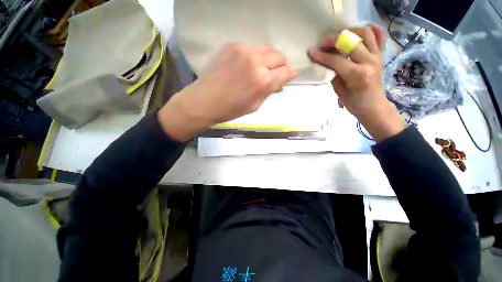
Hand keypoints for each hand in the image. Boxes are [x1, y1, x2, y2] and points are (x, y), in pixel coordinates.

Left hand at [158, 43, 297, 141]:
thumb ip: (269, 91)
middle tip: (274, 75)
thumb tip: (279, 84)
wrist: (204, 101)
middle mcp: (255, 61)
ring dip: (268, 60)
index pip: (286, 71)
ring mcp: (242, 50)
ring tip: (261, 70)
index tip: (288, 78)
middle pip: (278, 56)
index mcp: (262, 80)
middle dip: (280, 66)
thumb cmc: (231, 109)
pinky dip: (254, 57)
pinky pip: (251, 49)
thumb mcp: (255, 105)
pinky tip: (247, 66)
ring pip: (266, 49)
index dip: (290, 75)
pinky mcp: (231, 45)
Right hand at [309, 25, 405, 141]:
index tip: (311, 52)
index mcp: (357, 75)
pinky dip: (371, 29)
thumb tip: (323, 61)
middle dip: (333, 40)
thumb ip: (333, 74)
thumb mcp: (339, 91)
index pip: (336, 60)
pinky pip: (379, 35)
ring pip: (365, 33)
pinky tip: (358, 31)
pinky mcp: (381, 54)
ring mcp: (377, 55)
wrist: (373, 105)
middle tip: (323, 43)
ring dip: (350, 31)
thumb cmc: (354, 102)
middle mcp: (369, 61)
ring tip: (339, 36)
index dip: (322, 55)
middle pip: (350, 42)